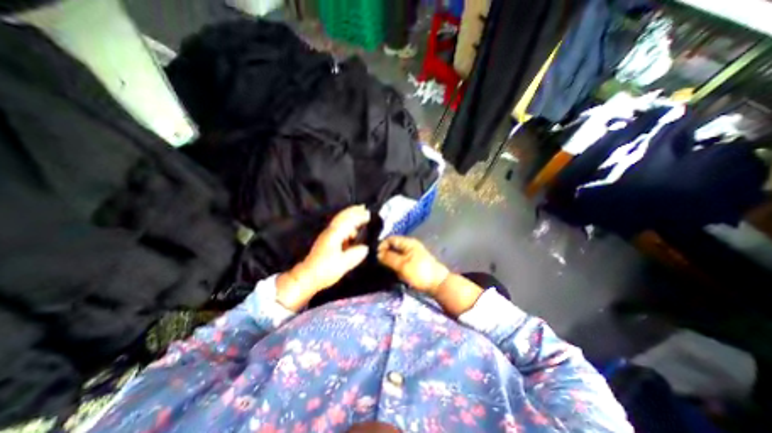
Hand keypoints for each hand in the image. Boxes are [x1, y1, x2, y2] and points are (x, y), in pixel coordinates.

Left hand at [278, 206, 370, 310]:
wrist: (307, 276)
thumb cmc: (325, 270)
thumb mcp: (343, 264)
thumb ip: (356, 254)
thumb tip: (365, 248)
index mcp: (335, 235)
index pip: (348, 221)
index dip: (359, 216)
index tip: (369, 213)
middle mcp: (330, 232)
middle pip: (342, 217)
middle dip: (353, 211)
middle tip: (364, 207)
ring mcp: (327, 235)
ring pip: (340, 221)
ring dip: (350, 217)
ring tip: (360, 216)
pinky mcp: (326, 241)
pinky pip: (339, 227)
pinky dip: (347, 225)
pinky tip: (353, 230)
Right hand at [378, 235, 449, 296]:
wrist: (438, 284)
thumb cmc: (420, 272)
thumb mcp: (402, 265)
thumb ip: (389, 258)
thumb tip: (377, 253)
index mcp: (408, 243)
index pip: (391, 239)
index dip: (382, 245)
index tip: (376, 256)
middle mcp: (410, 246)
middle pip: (393, 247)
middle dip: (385, 254)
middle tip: (379, 264)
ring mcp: (412, 255)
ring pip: (396, 255)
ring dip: (390, 261)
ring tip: (385, 269)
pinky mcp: (414, 263)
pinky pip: (401, 261)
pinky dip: (396, 266)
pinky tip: (393, 272)